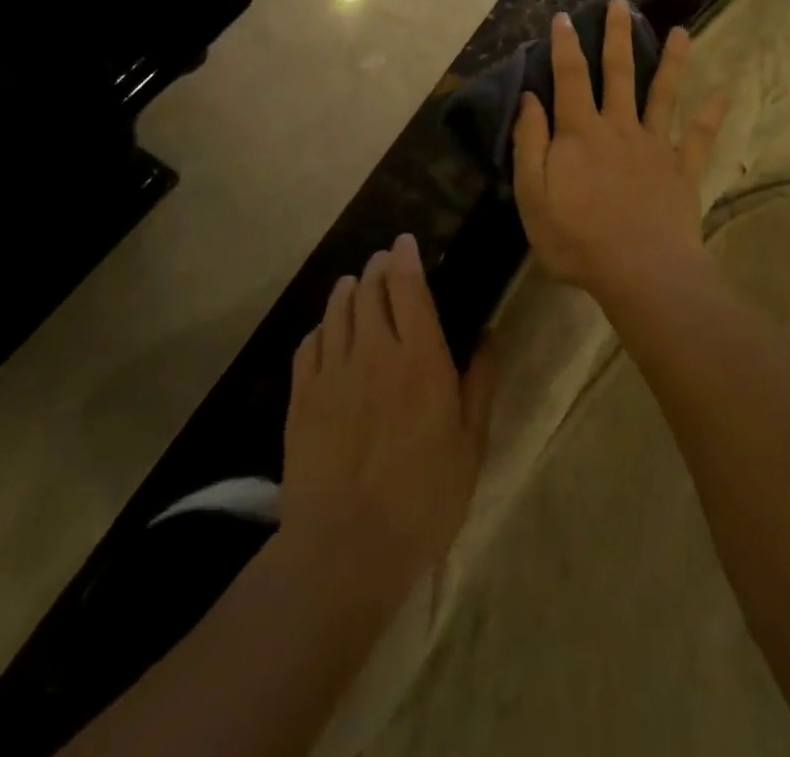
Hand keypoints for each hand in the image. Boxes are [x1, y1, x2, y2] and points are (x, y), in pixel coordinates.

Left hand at [282, 234, 496, 591]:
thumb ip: (481, 382)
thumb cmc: (424, 496)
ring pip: (337, 312)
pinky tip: (325, 330)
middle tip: (384, 261)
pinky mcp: (301, 399)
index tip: (405, 241)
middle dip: (377, 268)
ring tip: (354, 283)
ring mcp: (332, 373)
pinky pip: (308, 346)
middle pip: (369, 291)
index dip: (406, 258)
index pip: (408, 287)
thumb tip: (489, 335)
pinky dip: (320, 327)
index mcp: (419, 357)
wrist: (346, 548)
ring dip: (347, 290)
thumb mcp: (471, 442)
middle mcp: (373, 351)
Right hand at [513, 0, 729, 295]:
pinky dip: (712, 114)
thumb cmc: (577, 238)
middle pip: (619, 72)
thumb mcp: (533, 196)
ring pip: (664, 94)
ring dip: (672, 61)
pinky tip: (725, 92)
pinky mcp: (682, 168)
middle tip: (621, 4)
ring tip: (682, 32)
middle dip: (618, 36)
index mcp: (580, 133)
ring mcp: (655, 145)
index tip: (565, 16)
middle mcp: (620, 127)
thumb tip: (530, 97)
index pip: (570, 78)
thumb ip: (530, 144)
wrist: (640, 270)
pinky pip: (699, 136)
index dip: (565, 45)